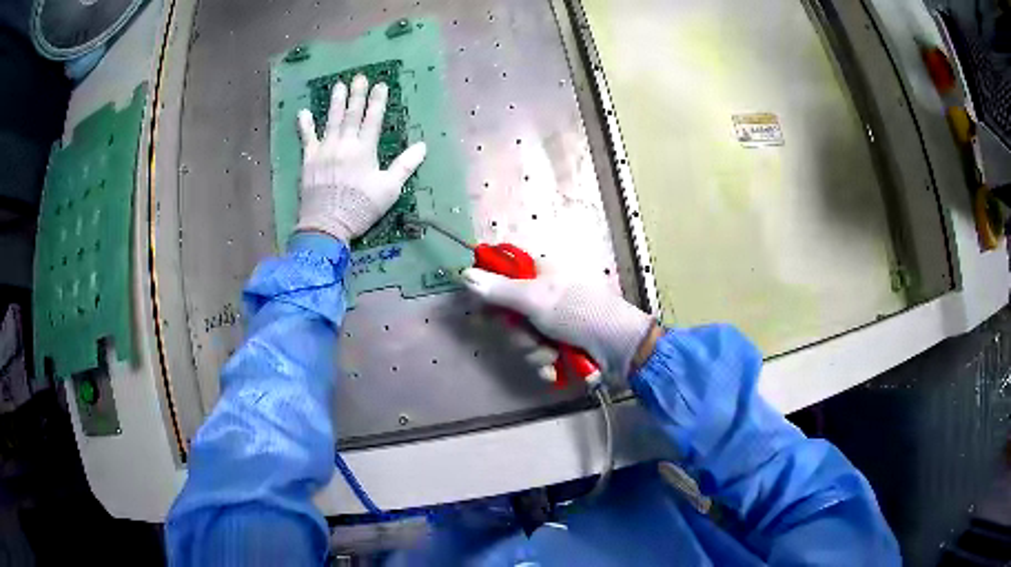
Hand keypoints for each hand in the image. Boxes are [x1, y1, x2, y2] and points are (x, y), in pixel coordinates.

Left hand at [295, 75, 426, 241]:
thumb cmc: (360, 208)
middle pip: (351, 114)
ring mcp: (324, 150)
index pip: (373, 119)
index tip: (381, 84)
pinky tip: (303, 112)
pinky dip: (305, 125)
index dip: (378, 101)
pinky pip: (306, 138)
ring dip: (335, 102)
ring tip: (338, 85)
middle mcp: (343, 144)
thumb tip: (423, 146)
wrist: (326, 225)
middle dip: (357, 94)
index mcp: (364, 150)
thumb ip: (404, 166)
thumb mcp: (388, 190)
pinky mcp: (309, 160)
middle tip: (359, 77)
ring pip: (331, 120)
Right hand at [462, 267, 657, 377]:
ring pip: (523, 341)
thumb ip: (499, 290)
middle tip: (534, 336)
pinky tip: (558, 368)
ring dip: (535, 352)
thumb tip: (464, 273)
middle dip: (519, 334)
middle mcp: (546, 299)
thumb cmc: (582, 315)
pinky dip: (547, 366)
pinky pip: (539, 359)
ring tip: (554, 354)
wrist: (622, 350)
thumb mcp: (538, 299)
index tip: (482, 311)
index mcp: (542, 276)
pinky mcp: (562, 349)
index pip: (504, 278)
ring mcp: (555, 325)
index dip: (490, 295)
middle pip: (510, 317)